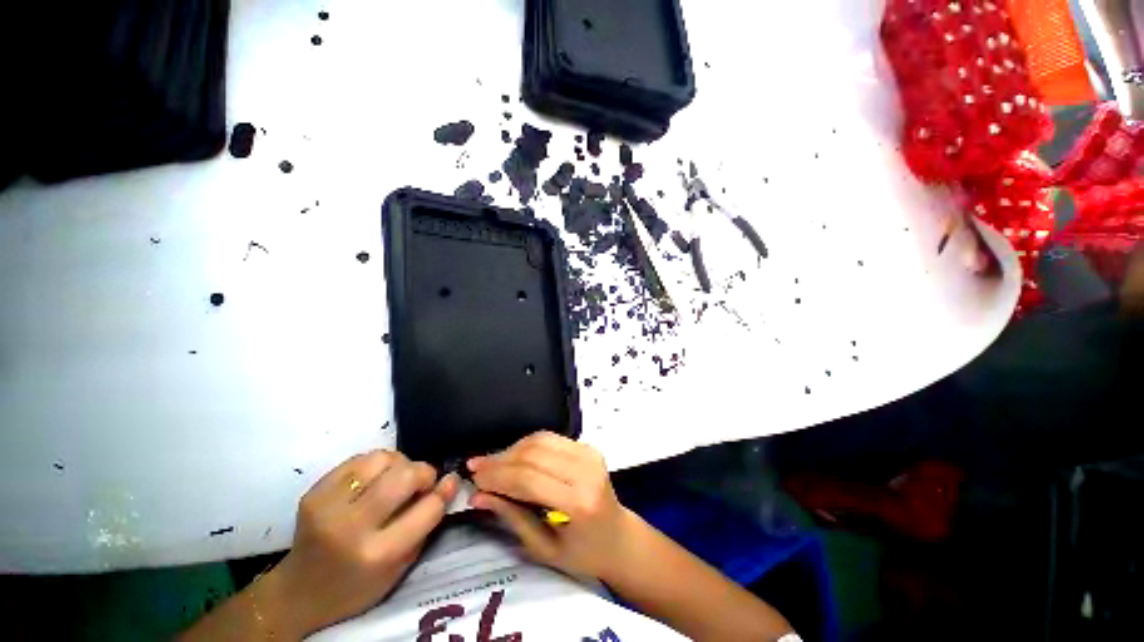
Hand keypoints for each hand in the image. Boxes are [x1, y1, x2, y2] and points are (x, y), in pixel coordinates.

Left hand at [264, 451, 458, 636]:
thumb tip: (450, 481)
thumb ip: (427, 522)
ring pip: (382, 458)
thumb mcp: (401, 566)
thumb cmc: (359, 585)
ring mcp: (328, 506)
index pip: (428, 508)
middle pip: (405, 476)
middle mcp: (351, 527)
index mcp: (377, 554)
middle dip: (424, 472)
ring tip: (396, 479)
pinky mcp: (314, 492)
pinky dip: (377, 464)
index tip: (448, 485)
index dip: (443, 493)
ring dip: (400, 464)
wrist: (300, 591)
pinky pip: (359, 459)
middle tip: (422, 482)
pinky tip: (375, 479)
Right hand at [467, 432, 631, 581]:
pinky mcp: (588, 447)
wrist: (619, 537)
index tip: (473, 478)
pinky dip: (528, 444)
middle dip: (500, 460)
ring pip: (540, 440)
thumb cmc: (583, 554)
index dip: (497, 476)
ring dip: (512, 449)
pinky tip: (513, 456)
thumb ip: (512, 517)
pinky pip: (551, 438)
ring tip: (491, 463)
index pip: (528, 480)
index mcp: (579, 502)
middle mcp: (586, 471)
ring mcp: (590, 454)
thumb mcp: (544, 548)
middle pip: (533, 455)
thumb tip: (478, 496)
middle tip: (476, 468)